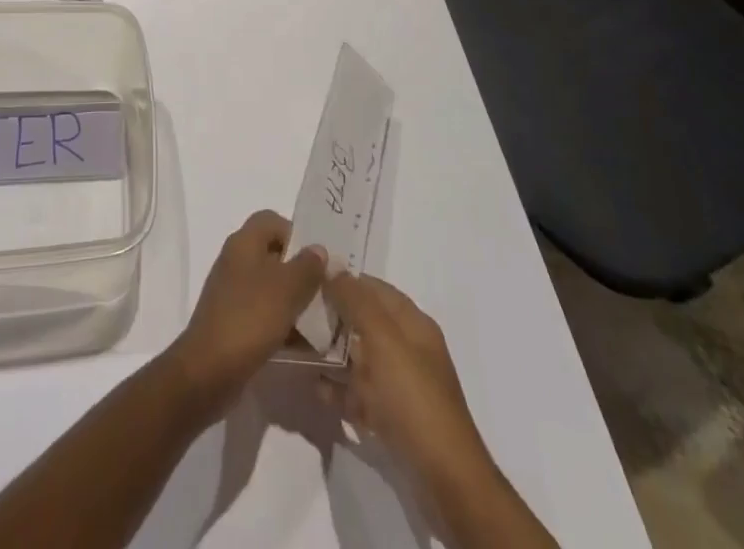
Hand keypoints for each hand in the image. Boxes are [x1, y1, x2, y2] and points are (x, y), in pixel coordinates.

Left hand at [169, 210, 326, 417]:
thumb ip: (307, 266)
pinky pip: (264, 314)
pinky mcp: (234, 322)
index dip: (296, 233)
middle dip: (300, 271)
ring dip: (295, 301)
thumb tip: (319, 249)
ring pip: (271, 287)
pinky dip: (283, 324)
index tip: (317, 260)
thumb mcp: (286, 289)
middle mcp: (236, 261)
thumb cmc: (249, 318)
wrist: (208, 370)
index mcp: (244, 243)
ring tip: (322, 322)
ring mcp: (233, 292)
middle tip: (326, 291)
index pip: (272, 220)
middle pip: (274, 254)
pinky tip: (304, 345)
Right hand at [319, 273, 490, 481]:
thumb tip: (333, 265)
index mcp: (413, 323)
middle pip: (366, 322)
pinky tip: (317, 389)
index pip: (374, 288)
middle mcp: (409, 348)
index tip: (309, 280)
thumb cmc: (413, 398)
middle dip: (335, 317)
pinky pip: (362, 394)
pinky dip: (341, 389)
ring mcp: (402, 385)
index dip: (344, 281)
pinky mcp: (394, 417)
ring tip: (301, 350)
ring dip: (334, 354)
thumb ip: (356, 301)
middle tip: (299, 316)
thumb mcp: (383, 340)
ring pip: (361, 358)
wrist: (445, 478)